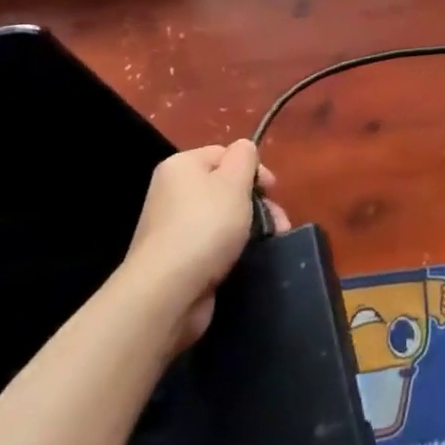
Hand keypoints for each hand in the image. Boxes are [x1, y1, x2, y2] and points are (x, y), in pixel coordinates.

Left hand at [119, 142, 288, 351]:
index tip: (272, 190)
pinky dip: (233, 250)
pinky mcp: (178, 260)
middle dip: (257, 203)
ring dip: (252, 227)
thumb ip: (245, 156)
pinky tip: (248, 259)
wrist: (166, 292)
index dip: (253, 169)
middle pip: (226, 187)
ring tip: (272, 242)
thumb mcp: (234, 180)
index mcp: (182, 166)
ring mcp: (173, 229)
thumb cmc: (205, 226)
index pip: (225, 154)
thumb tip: (244, 151)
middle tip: (278, 222)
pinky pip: (213, 245)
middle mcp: (172, 193)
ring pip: (224, 218)